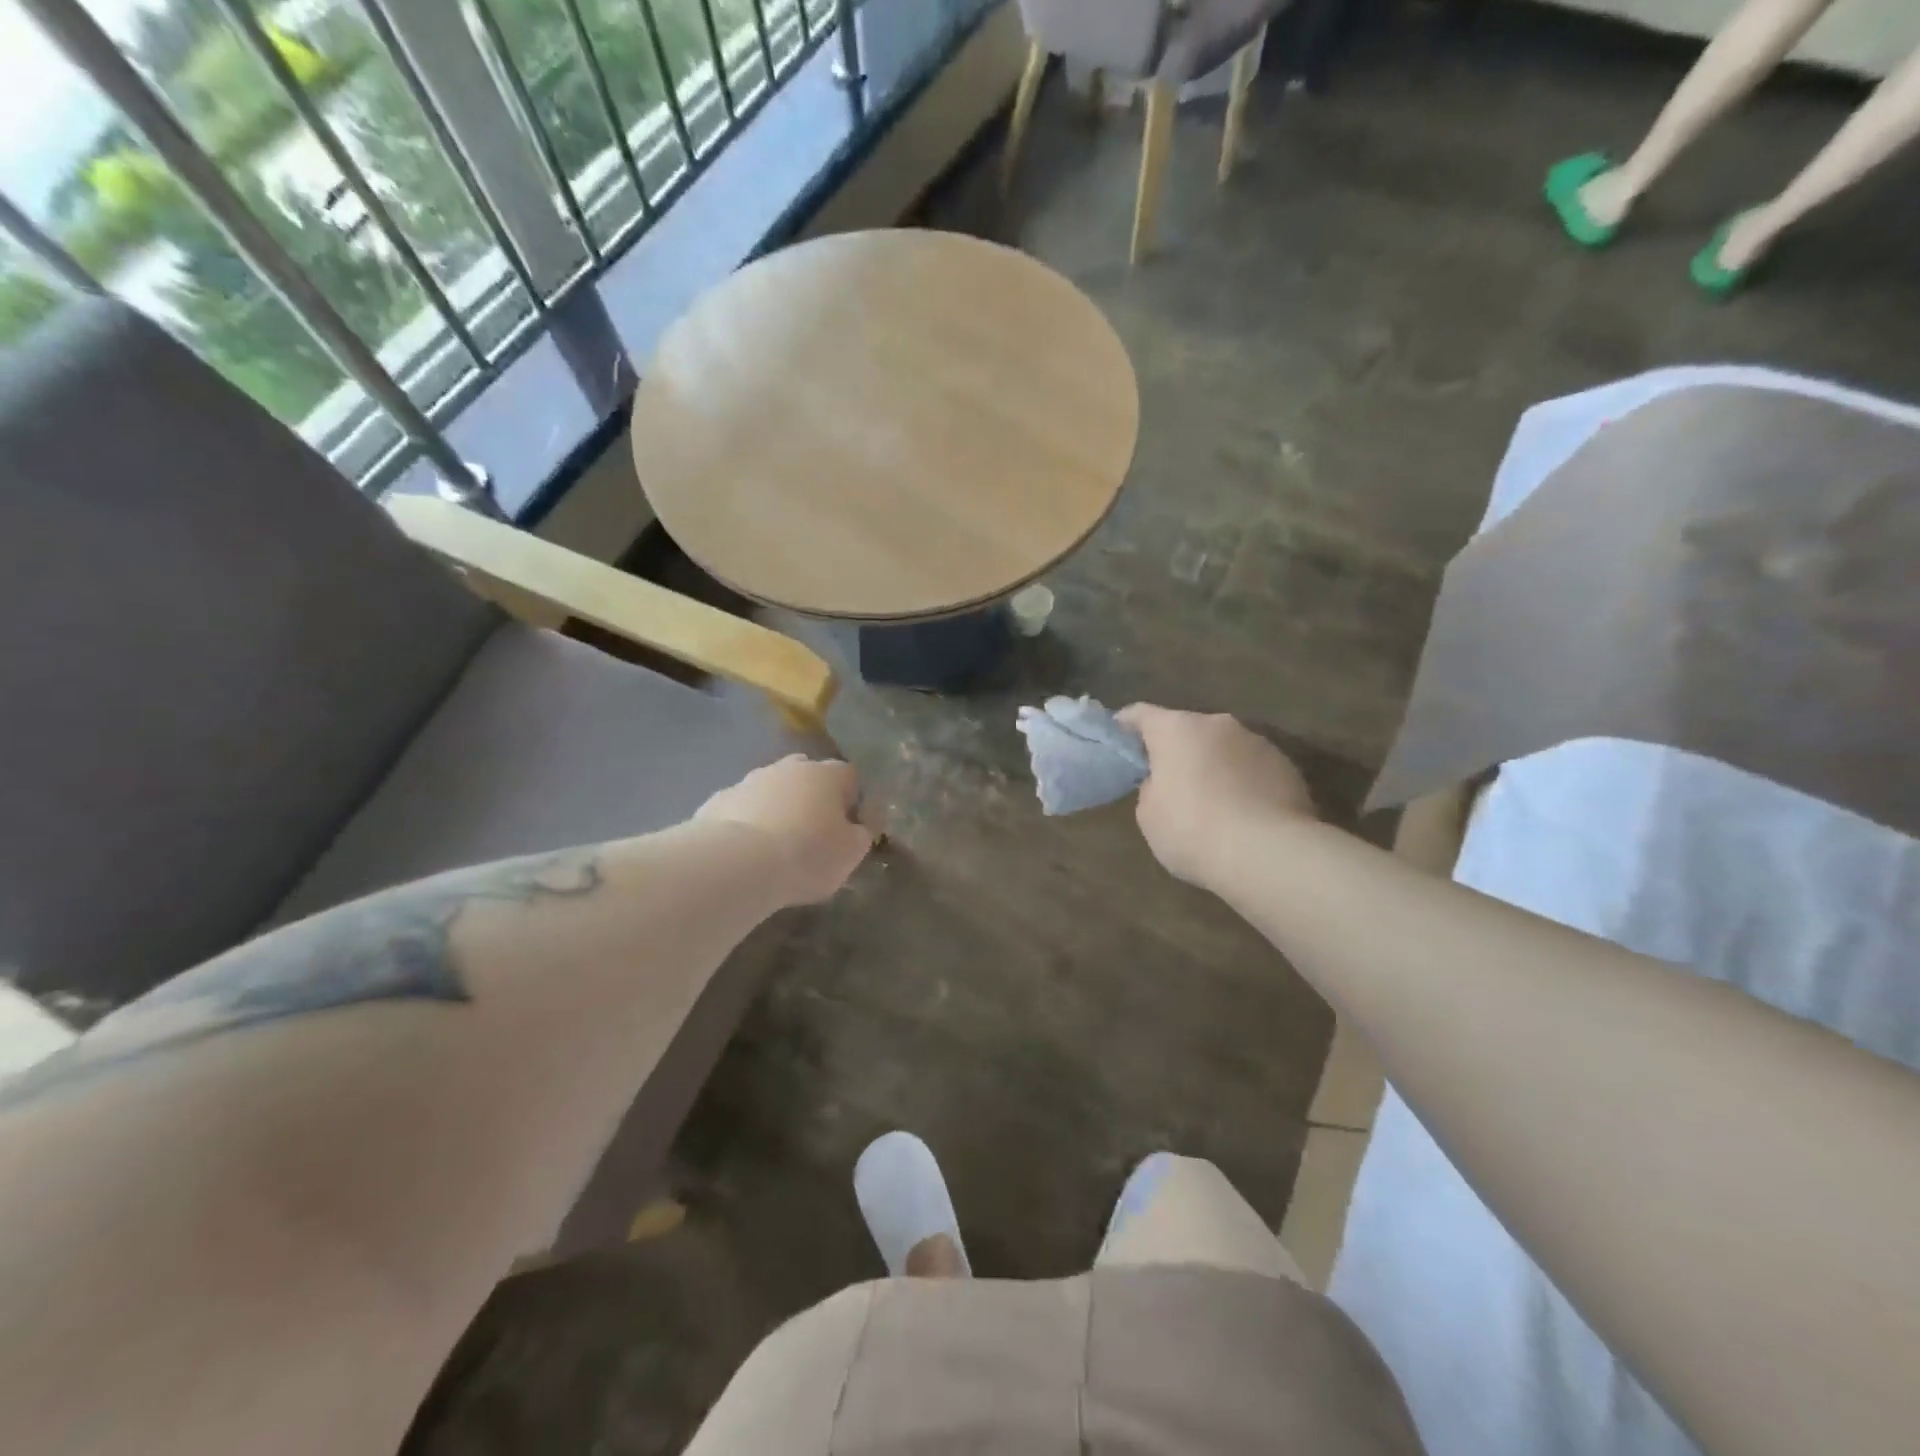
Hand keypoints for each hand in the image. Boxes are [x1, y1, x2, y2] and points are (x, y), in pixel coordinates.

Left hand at [696, 755, 873, 904]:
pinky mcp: (718, 800)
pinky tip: (746, 851)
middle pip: (808, 775)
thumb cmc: (807, 855)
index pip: (849, 776)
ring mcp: (749, 780)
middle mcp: (788, 767)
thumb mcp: (851, 853)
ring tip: (777, 844)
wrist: (736, 865)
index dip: (853, 801)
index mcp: (826, 774)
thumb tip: (858, 826)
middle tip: (813, 832)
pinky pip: (742, 808)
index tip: (849, 829)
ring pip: (771, 789)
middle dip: (812, 797)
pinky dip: (747, 822)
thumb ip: (860, 834)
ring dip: (778, 808)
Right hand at [1117, 705, 1316, 886]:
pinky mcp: (1286, 766)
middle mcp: (1217, 724)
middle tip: (1165, 779)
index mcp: (1176, 729)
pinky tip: (1242, 813)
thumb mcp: (1149, 815)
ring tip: (1210, 801)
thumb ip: (1150, 788)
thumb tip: (1164, 782)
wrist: (1269, 855)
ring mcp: (1257, 742)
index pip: (1140, 714)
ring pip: (1223, 747)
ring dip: (1212, 764)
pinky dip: (1241, 782)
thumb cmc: (1193, 831)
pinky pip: (1251, 768)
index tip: (1117, 741)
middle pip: (1186, 729)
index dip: (1125, 726)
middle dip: (1175, 749)